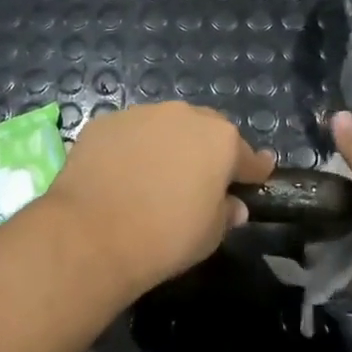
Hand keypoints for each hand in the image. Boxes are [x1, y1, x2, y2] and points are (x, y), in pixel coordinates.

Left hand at [47, 103, 273, 294]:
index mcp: (219, 140)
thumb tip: (232, 205)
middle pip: (204, 130)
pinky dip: (131, 148)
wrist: (93, 233)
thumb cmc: (165, 236)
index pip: (247, 155)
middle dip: (207, 150)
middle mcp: (183, 115)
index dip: (253, 169)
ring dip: (166, 145)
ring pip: (163, 127)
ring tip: (156, 175)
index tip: (258, 175)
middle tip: (202, 178)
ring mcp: (140, 114)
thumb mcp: (210, 234)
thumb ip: (226, 213)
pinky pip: (128, 134)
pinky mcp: (104, 122)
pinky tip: (122, 173)